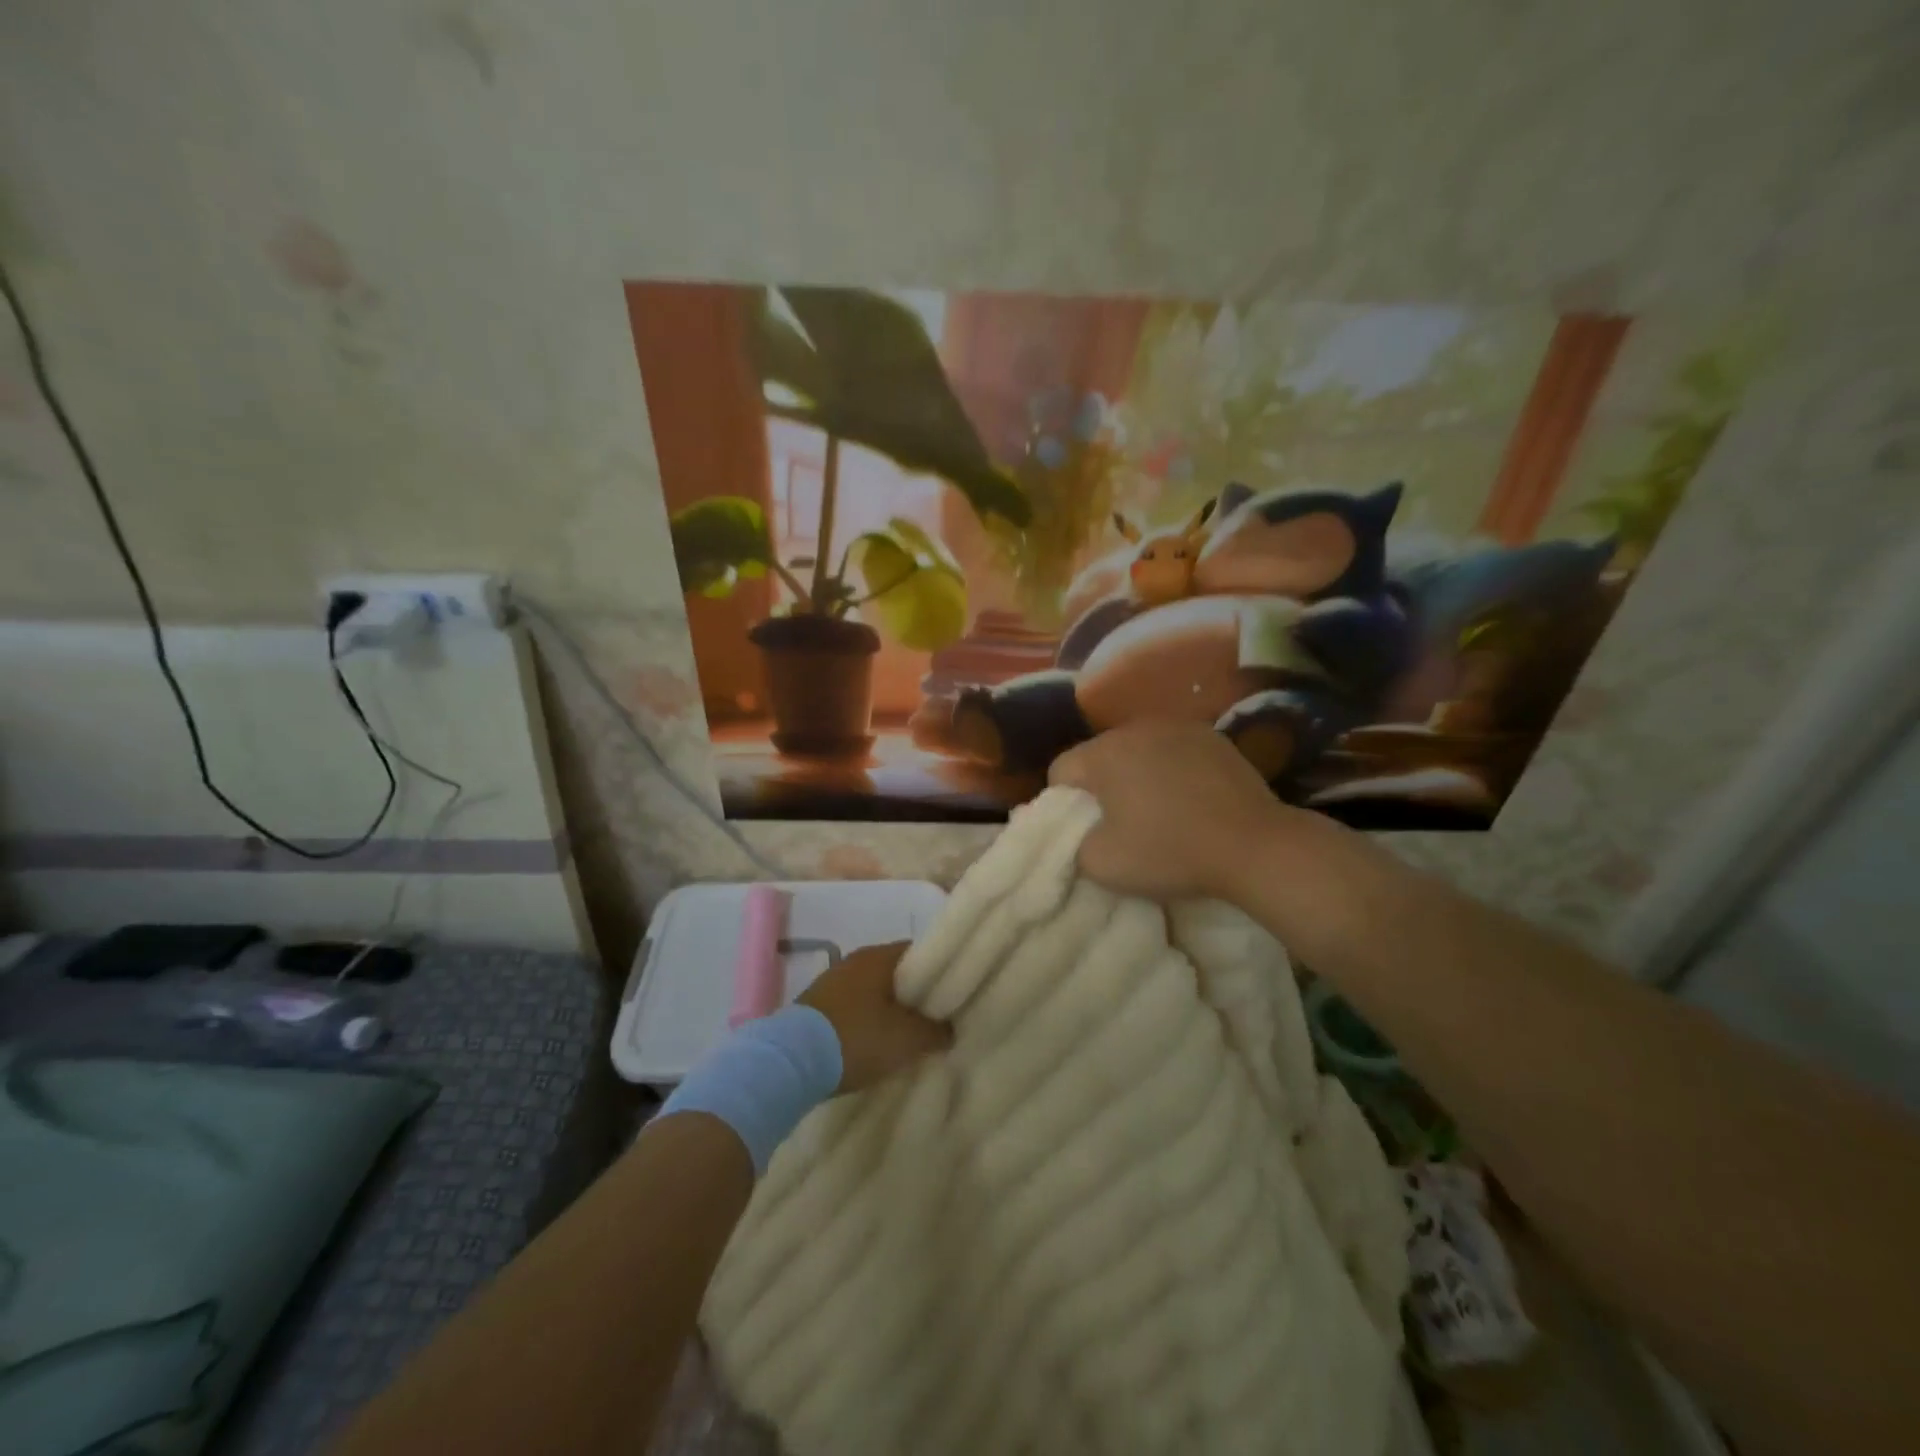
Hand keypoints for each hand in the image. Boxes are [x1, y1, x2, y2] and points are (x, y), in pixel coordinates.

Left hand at [798, 942, 951, 1092]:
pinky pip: (852, 1007)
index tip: (952, 993)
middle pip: (895, 972)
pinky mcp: (815, 1007)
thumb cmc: (856, 1038)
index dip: (939, 971)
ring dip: (888, 1009)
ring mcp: (831, 983)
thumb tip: (950, 1029)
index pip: (919, 953)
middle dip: (914, 994)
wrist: (790, 1062)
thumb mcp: (906, 1039)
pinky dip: (866, 1020)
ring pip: (872, 991)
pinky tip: (873, 1043)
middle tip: (934, 1018)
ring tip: (906, 1035)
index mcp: (878, 957)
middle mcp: (854, 961)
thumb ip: (936, 1031)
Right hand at [1049, 721, 1301, 901]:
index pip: (1060, 770)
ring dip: (1136, 775)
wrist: (1254, 847)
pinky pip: (1172, 750)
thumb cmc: (1170, 853)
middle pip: (1098, 756)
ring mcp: (1178, 727)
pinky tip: (1189, 799)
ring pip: (1136, 750)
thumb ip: (1072, 844)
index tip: (1086, 831)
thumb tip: (1077, 832)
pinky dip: (1171, 769)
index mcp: (1103, 752)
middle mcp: (1135, 728)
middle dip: (1100, 786)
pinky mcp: (1212, 736)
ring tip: (1157, 810)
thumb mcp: (1101, 864)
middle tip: (1119, 824)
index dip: (1064, 804)